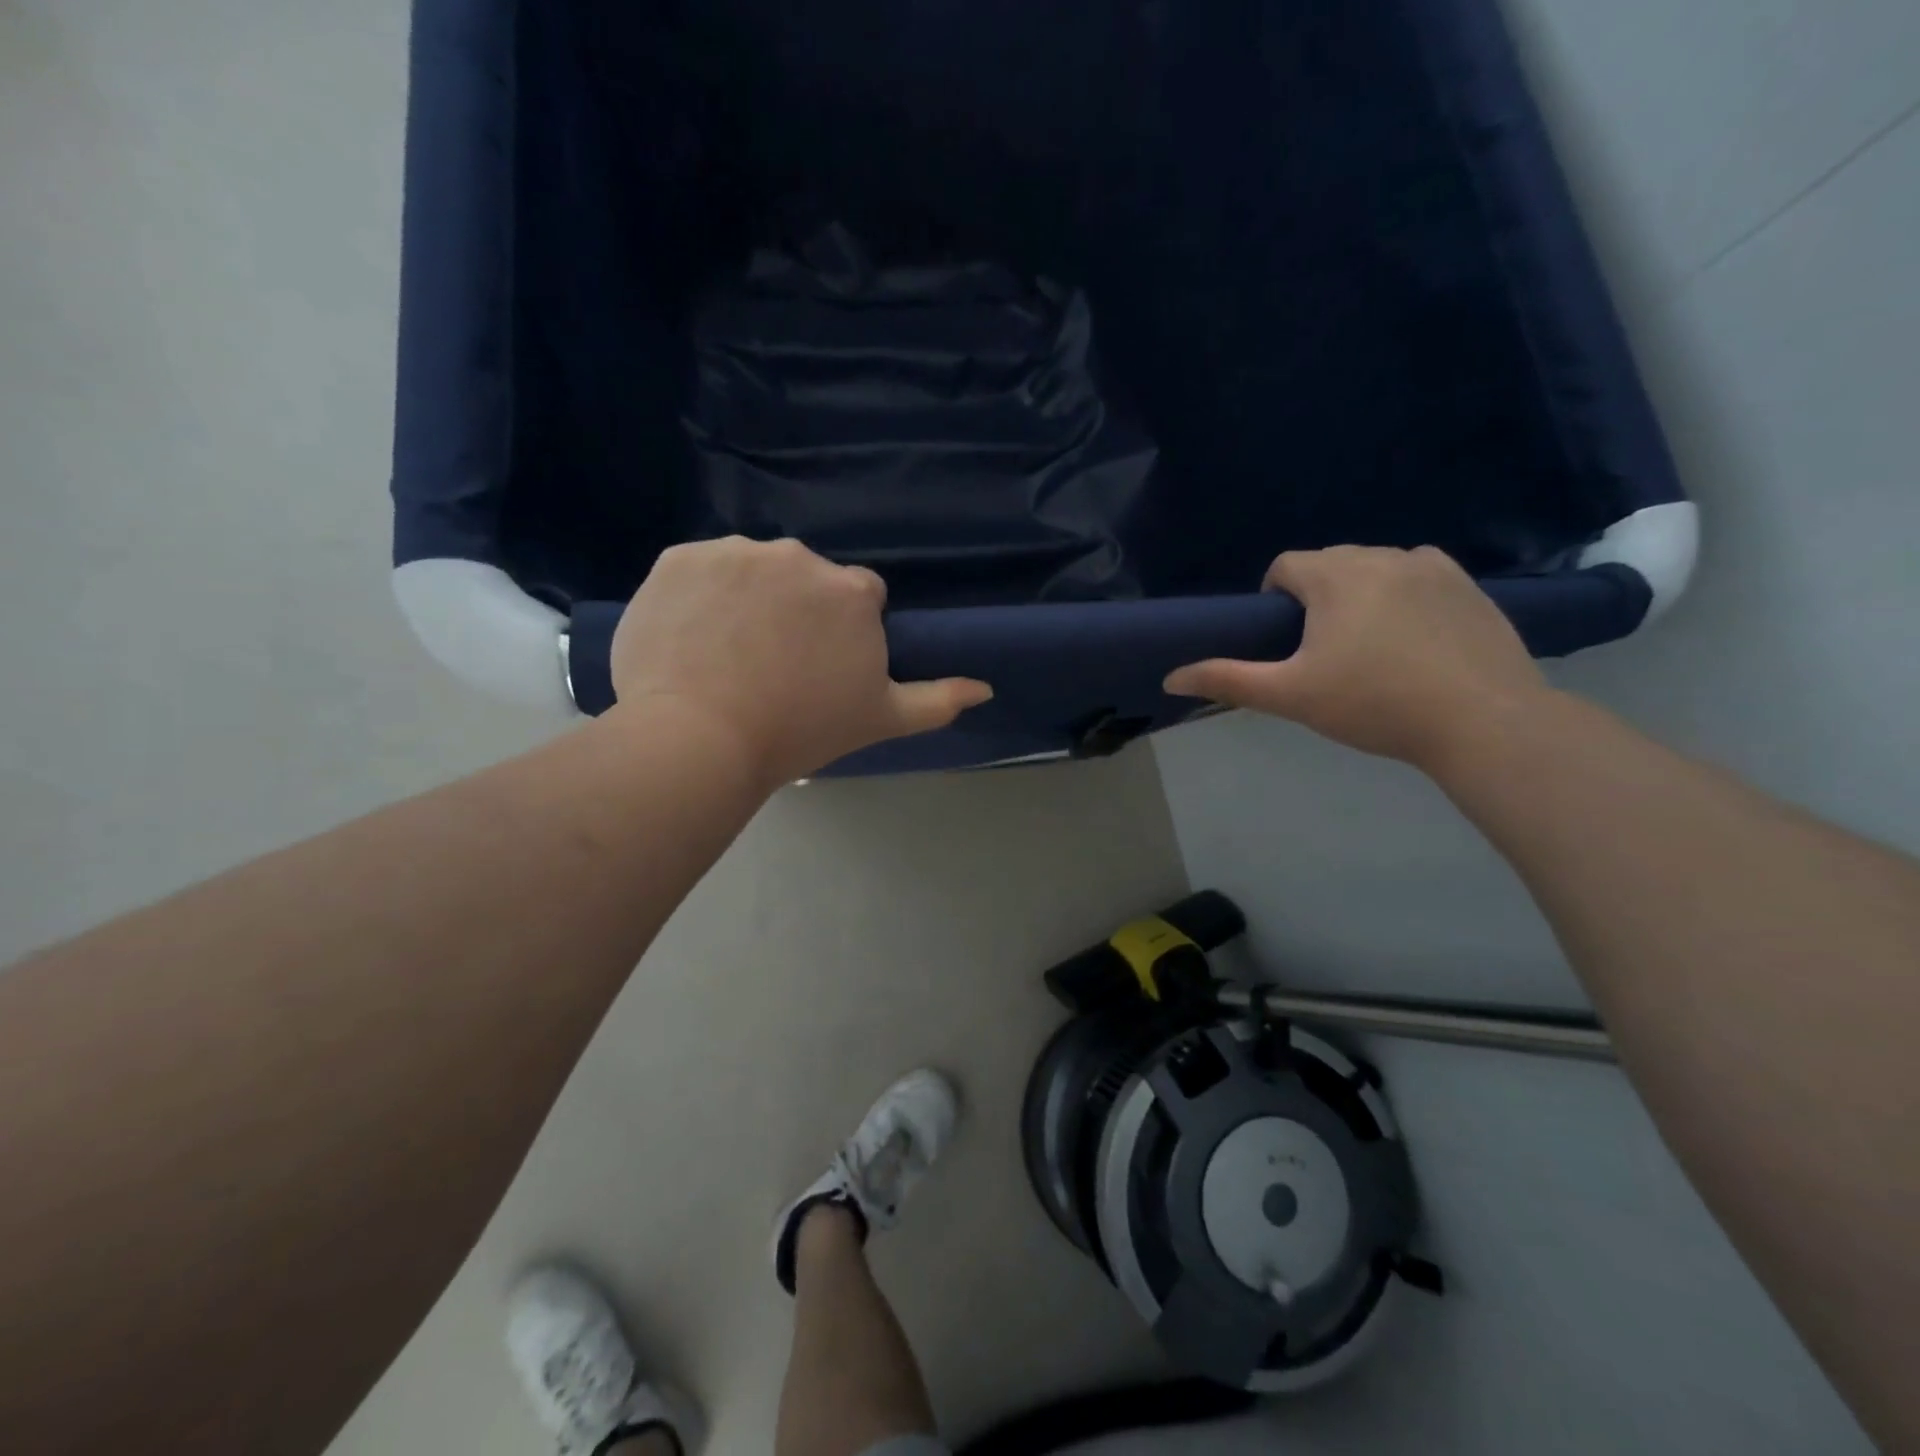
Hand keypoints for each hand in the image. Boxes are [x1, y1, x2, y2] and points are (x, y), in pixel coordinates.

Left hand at [610, 537, 991, 784]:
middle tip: (772, 665)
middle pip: (804, 579)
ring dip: (746, 599)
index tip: (819, 667)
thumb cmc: (801, 730)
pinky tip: (691, 637)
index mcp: (852, 591)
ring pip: (750, 570)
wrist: (701, 739)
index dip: (841, 633)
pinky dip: (698, 596)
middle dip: (795, 611)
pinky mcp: (680, 558)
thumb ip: (937, 700)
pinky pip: (698, 570)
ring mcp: (736, 553)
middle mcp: (799, 556)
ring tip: (726, 655)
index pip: (857, 598)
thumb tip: (986, 688)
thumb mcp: (881, 719)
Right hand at [1163, 546, 1548, 768]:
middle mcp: (1383, 556)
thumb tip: (1171, 677)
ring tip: (1369, 647)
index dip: (1273, 597)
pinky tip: (1414, 640)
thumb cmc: (1374, 705)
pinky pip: (1420, 577)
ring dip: (1360, 594)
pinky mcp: (1470, 586)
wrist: (1483, 722)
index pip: (1286, 565)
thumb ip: (1228, 680)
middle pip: (1330, 563)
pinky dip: (1404, 596)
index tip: (1282, 639)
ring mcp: (1433, 567)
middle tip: (1322, 651)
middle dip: (1316, 596)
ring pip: (1375, 568)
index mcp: (1336, 576)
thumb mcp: (1291, 696)